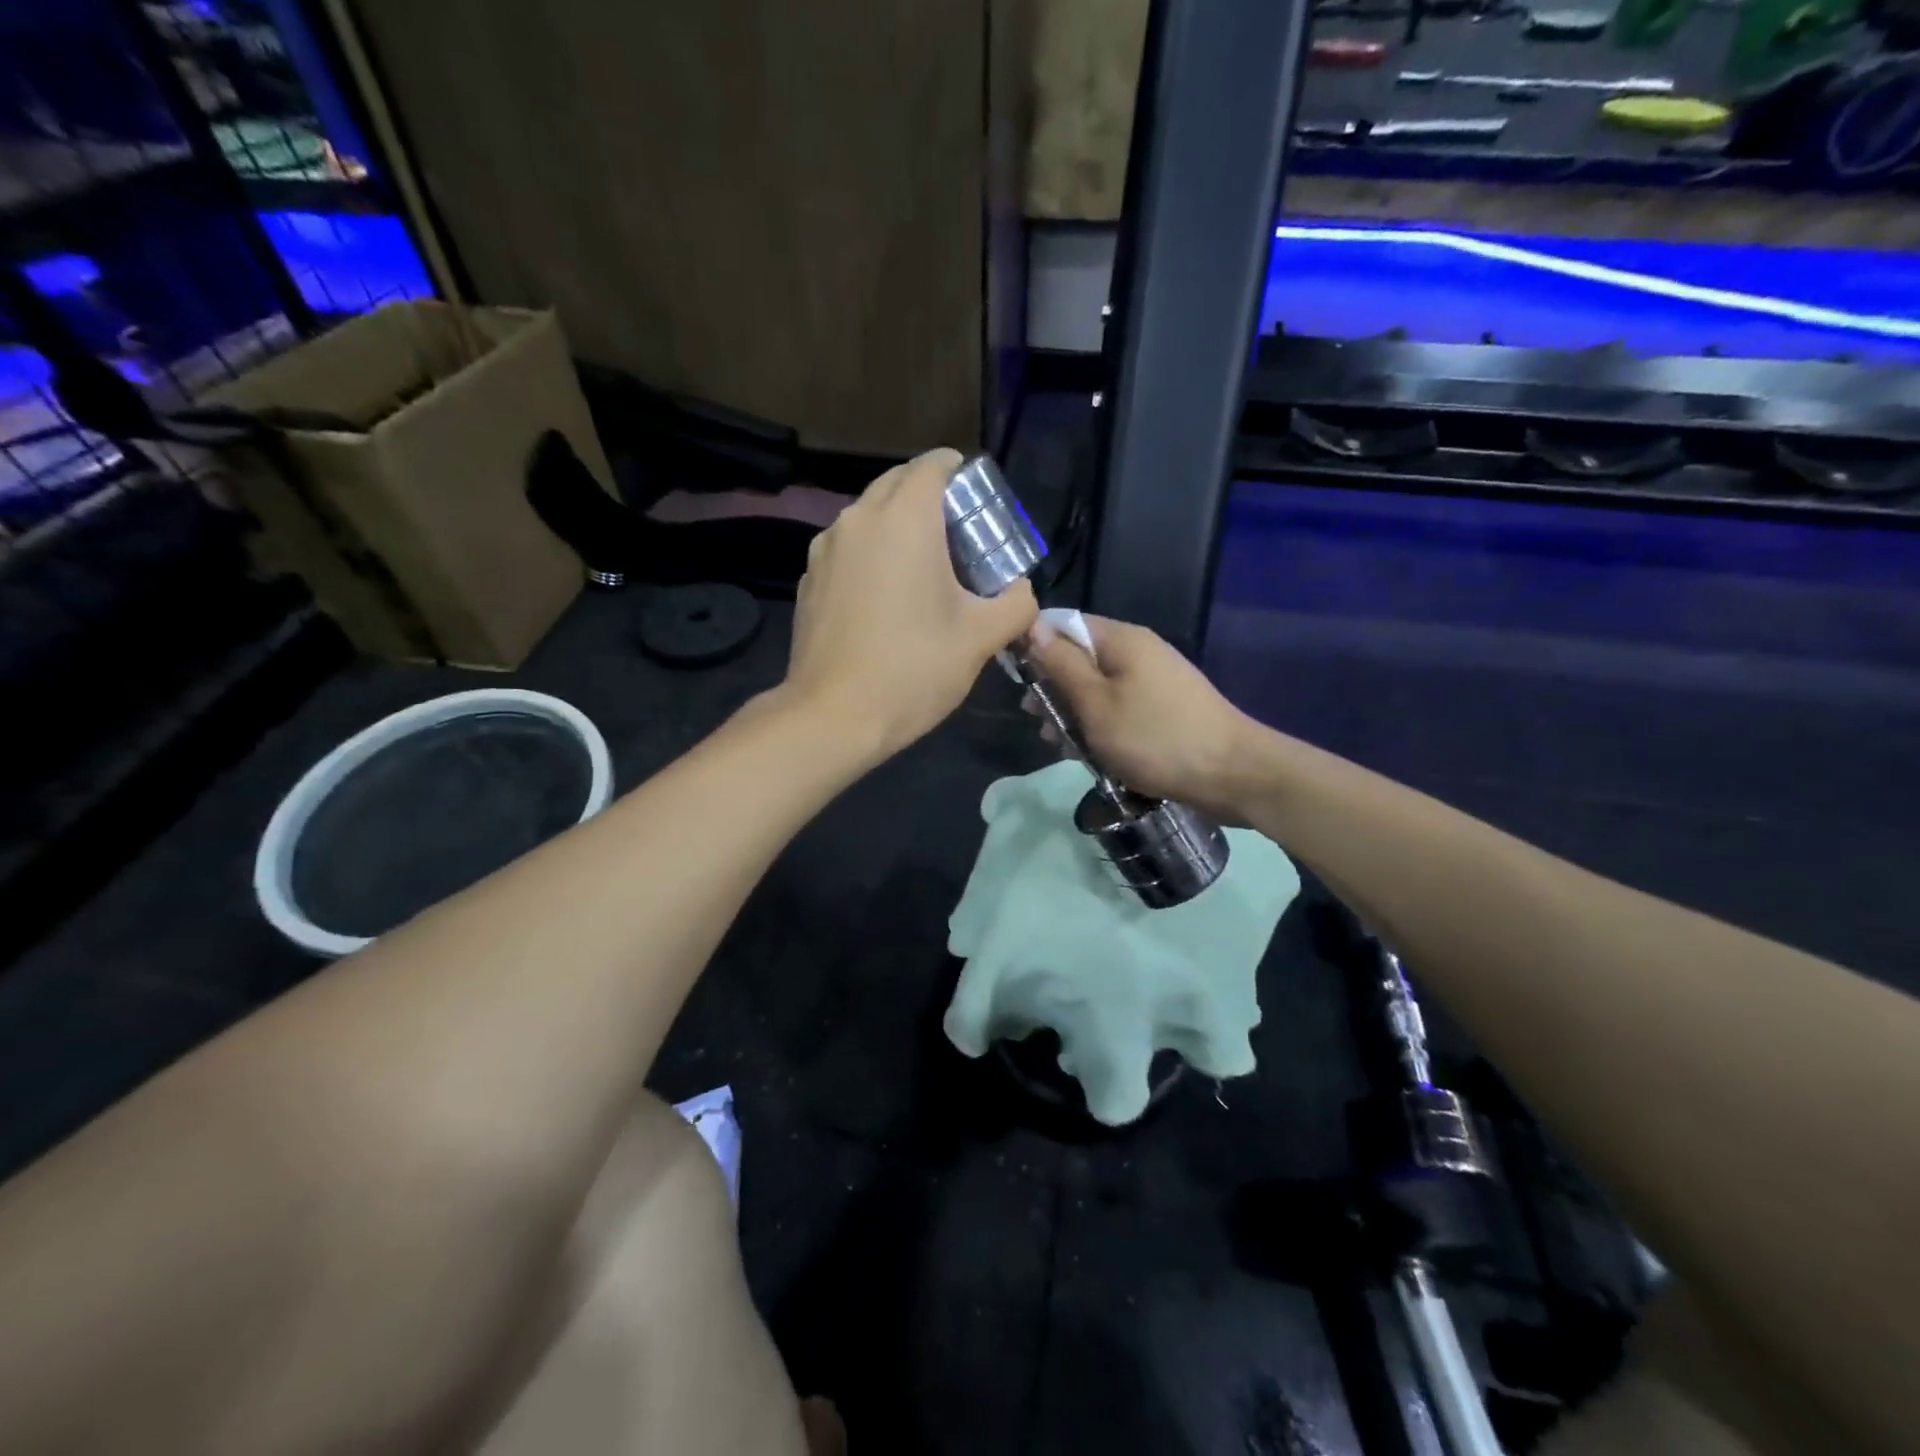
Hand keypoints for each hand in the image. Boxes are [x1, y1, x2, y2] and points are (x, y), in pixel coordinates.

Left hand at [783, 448, 1036, 758]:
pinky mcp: (808, 581)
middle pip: (897, 485)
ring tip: (923, 569)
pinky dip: (870, 557)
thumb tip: (1023, 592)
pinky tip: (885, 600)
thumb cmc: (913, 669)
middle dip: (929, 498)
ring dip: (897, 528)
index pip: (933, 465)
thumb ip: (1015, 604)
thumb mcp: (981, 638)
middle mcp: (858, 519)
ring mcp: (825, 549)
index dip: (960, 473)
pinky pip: (847, 550)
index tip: (978, 501)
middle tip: (959, 537)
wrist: (833, 717)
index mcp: (904, 519)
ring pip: (868, 518)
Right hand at [1024, 614, 1256, 820]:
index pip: (1066, 624)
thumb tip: (1033, 627)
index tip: (1016, 679)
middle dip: (1053, 688)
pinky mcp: (1164, 709)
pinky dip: (1100, 726)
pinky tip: (1087, 752)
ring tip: (1058, 744)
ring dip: (1073, 713)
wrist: (1232, 774)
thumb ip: (1062, 665)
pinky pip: (1119, 708)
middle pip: (1081, 658)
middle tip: (1036, 720)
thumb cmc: (1155, 737)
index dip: (1036, 646)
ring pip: (1098, 688)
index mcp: (1122, 640)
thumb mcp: (1096, 703)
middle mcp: (1139, 652)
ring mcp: (1154, 681)